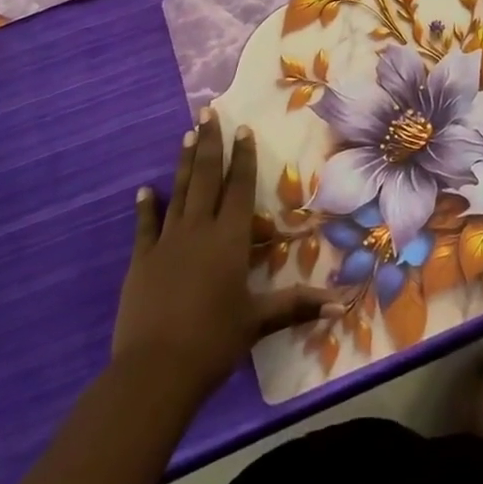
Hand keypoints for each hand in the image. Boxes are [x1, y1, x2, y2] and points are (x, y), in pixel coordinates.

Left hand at [113, 109, 338, 407]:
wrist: (155, 370)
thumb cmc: (214, 341)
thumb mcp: (258, 322)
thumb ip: (297, 306)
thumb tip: (341, 303)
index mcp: (230, 239)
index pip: (240, 188)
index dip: (243, 157)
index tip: (242, 128)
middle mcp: (199, 230)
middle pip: (206, 178)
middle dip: (209, 144)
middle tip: (207, 113)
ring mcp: (167, 242)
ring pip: (179, 192)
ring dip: (183, 163)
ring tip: (186, 134)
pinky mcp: (141, 260)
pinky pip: (145, 226)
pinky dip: (146, 206)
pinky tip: (145, 190)